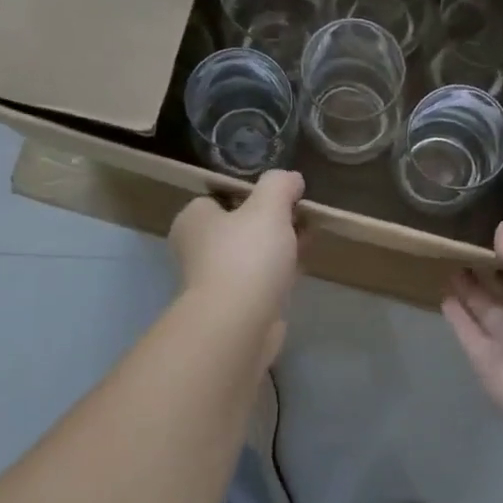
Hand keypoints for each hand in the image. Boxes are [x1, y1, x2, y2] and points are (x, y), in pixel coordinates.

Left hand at [170, 171, 304, 364]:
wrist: (239, 323)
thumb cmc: (246, 256)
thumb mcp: (268, 206)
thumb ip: (280, 185)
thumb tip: (292, 179)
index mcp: (194, 219)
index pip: (221, 196)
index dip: (254, 193)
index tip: (284, 195)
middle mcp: (198, 248)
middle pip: (240, 225)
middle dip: (272, 221)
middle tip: (302, 216)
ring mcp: (215, 280)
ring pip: (252, 254)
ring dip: (278, 247)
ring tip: (309, 238)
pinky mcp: (235, 305)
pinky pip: (261, 280)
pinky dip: (279, 273)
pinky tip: (302, 268)